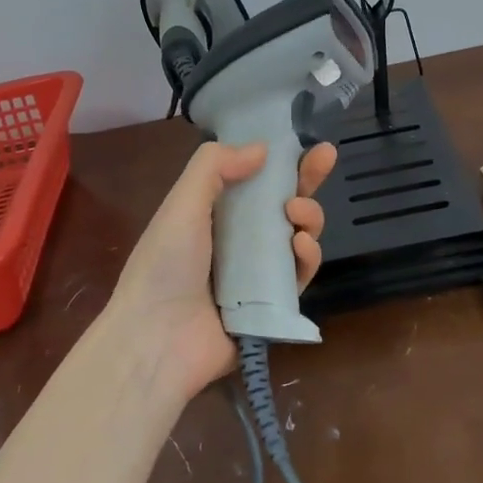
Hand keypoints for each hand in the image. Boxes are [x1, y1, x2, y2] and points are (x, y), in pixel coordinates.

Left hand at [108, 140, 337, 398]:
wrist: (158, 340)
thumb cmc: (165, 265)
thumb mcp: (182, 203)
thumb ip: (215, 166)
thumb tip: (262, 149)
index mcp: (214, 214)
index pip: (255, 180)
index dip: (282, 161)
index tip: (308, 142)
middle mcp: (238, 241)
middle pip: (284, 204)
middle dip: (307, 180)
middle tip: (325, 159)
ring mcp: (258, 274)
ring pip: (298, 236)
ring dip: (308, 216)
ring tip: (297, 216)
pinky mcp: (274, 305)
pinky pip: (300, 275)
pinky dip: (307, 257)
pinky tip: (301, 247)